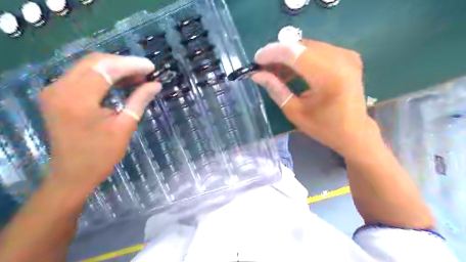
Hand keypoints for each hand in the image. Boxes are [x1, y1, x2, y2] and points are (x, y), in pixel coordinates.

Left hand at [42, 53, 162, 194]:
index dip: (131, 65)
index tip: (151, 67)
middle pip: (95, 62)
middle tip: (146, 71)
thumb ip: (139, 100)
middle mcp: (60, 88)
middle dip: (123, 63)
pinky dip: (103, 76)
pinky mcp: (57, 94)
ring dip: (114, 68)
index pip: (106, 69)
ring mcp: (55, 90)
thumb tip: (156, 84)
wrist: (73, 174)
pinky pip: (82, 76)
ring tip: (138, 76)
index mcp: (78, 99)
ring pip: (88, 66)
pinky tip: (121, 82)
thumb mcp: (125, 126)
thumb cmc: (102, 154)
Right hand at [252, 40, 373, 156]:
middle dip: (278, 53)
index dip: (272, 53)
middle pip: (300, 46)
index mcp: (329, 77)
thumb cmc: (324, 127)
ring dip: (287, 55)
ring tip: (274, 71)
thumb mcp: (295, 112)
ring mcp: (346, 55)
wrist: (354, 132)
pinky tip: (290, 70)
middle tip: (263, 67)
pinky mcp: (346, 56)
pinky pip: (316, 50)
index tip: (256, 60)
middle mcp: (341, 59)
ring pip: (307, 46)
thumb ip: (276, 90)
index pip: (295, 53)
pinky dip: (300, 57)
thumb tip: (257, 75)